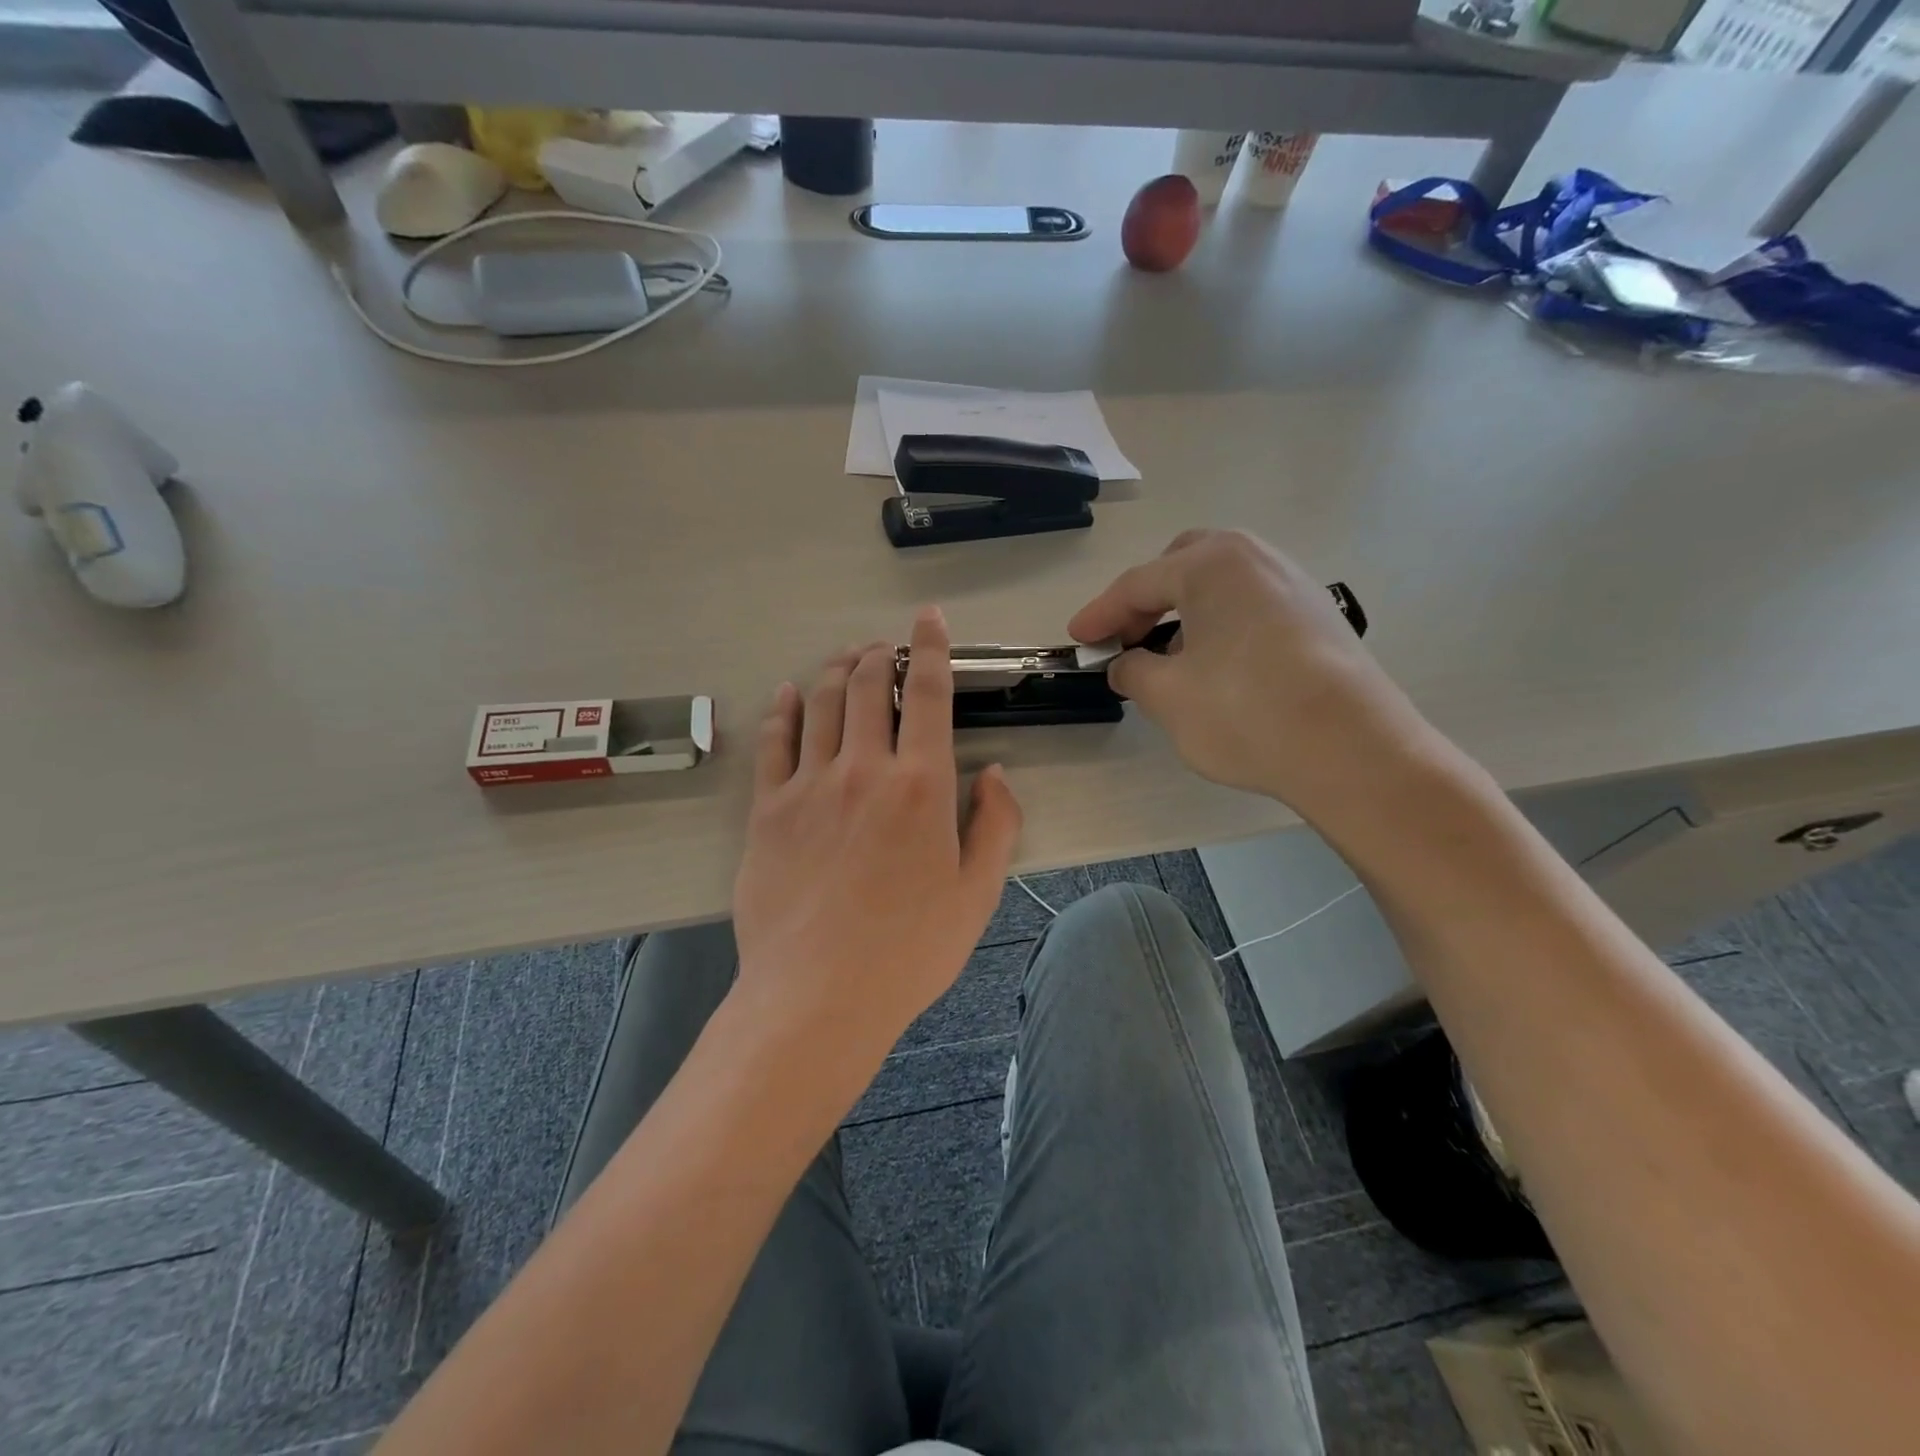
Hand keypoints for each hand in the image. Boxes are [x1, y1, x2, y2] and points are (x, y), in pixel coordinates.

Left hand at [731, 608, 1023, 1059]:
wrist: (818, 996)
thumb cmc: (909, 950)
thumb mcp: (977, 894)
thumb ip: (997, 824)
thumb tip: (994, 773)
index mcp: (921, 785)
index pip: (928, 694)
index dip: (929, 648)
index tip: (928, 619)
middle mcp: (864, 769)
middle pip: (870, 687)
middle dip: (880, 654)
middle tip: (884, 646)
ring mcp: (809, 786)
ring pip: (822, 703)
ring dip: (837, 670)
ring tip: (847, 658)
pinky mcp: (768, 810)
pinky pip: (775, 743)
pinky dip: (785, 710)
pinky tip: (790, 695)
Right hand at [1068, 529, 1436, 820]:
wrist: (1353, 750)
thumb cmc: (1246, 712)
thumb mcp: (1167, 696)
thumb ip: (1131, 671)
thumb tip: (1126, 664)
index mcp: (1212, 564)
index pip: (1138, 584)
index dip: (1100, 614)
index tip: (1077, 640)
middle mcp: (1256, 559)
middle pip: (1182, 567)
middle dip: (1146, 601)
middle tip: (1125, 641)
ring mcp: (1294, 584)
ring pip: (1220, 586)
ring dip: (1184, 614)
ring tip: (1167, 660)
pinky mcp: (1319, 616)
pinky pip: (1251, 606)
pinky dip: (1220, 626)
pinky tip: (1216, 668)